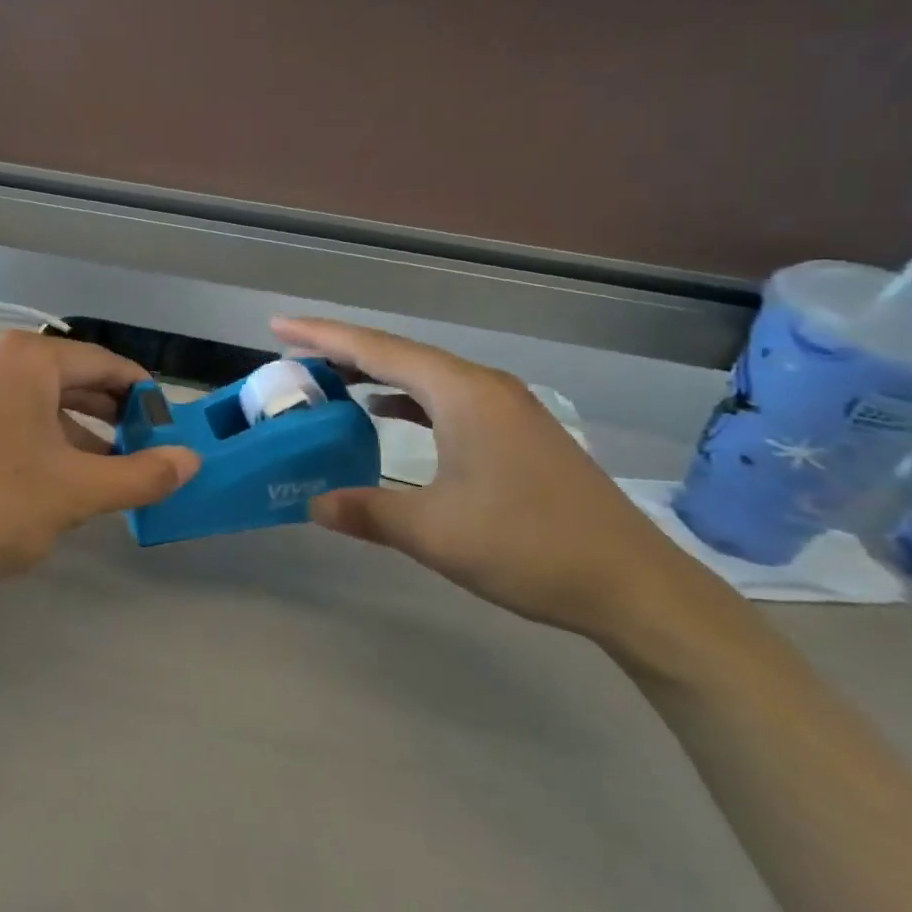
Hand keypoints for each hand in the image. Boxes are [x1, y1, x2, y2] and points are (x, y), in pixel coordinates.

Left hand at [0, 331, 200, 607]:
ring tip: (105, 463)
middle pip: (65, 374)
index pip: (101, 364)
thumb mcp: (76, 493)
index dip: (139, 393)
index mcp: (22, 356)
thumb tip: (192, 460)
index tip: (165, 423)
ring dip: (72, 424)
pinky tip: (54, 465)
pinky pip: (2, 404)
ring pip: (32, 392)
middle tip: (141, 445)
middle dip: (106, 411)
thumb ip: (142, 473)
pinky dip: (34, 428)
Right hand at [273, 316, 714, 642]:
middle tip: (291, 354)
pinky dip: (406, 400)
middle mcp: (483, 388)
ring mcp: (505, 409)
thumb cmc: (530, 547)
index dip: (323, 336)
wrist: (633, 585)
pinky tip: (385, 413)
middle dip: (342, 350)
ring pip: (424, 377)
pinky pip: (444, 400)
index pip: (377, 351)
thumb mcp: (435, 532)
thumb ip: (367, 511)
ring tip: (328, 380)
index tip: (278, 326)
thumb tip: (312, 504)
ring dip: (374, 375)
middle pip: (399, 355)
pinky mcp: (515, 433)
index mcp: (462, 394)